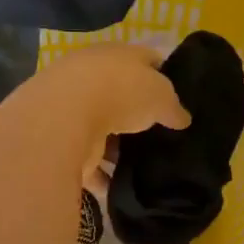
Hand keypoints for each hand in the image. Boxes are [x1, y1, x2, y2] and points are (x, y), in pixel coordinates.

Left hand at [14, 42, 189, 182]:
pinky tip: (119, 188)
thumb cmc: (120, 92)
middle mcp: (92, 77)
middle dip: (139, 115)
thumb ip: (174, 107)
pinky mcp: (61, 141)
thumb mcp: (161, 96)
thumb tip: (182, 119)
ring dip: (118, 147)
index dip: (165, 76)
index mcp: (117, 55)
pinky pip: (88, 161)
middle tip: (163, 136)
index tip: (179, 99)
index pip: (147, 60)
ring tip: (144, 166)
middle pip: (122, 96)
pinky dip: (102, 175)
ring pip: (103, 129)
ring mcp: (74, 109)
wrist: (64, 117)